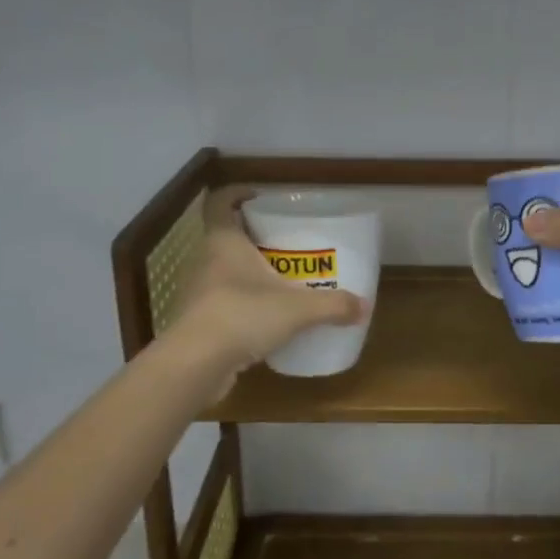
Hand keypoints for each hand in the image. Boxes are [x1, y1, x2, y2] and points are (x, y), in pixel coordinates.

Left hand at [173, 188, 366, 390]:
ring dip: (247, 273)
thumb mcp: (297, 309)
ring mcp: (198, 293)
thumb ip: (332, 305)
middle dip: (253, 237)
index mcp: (224, 242)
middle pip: (225, 237)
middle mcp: (206, 261)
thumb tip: (364, 306)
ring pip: (223, 271)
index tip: (257, 196)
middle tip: (285, 243)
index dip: (235, 194)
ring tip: (280, 281)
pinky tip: (266, 319)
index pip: (219, 203)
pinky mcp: (197, 322)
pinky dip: (242, 305)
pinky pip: (222, 303)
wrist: (195, 365)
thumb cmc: (242, 315)